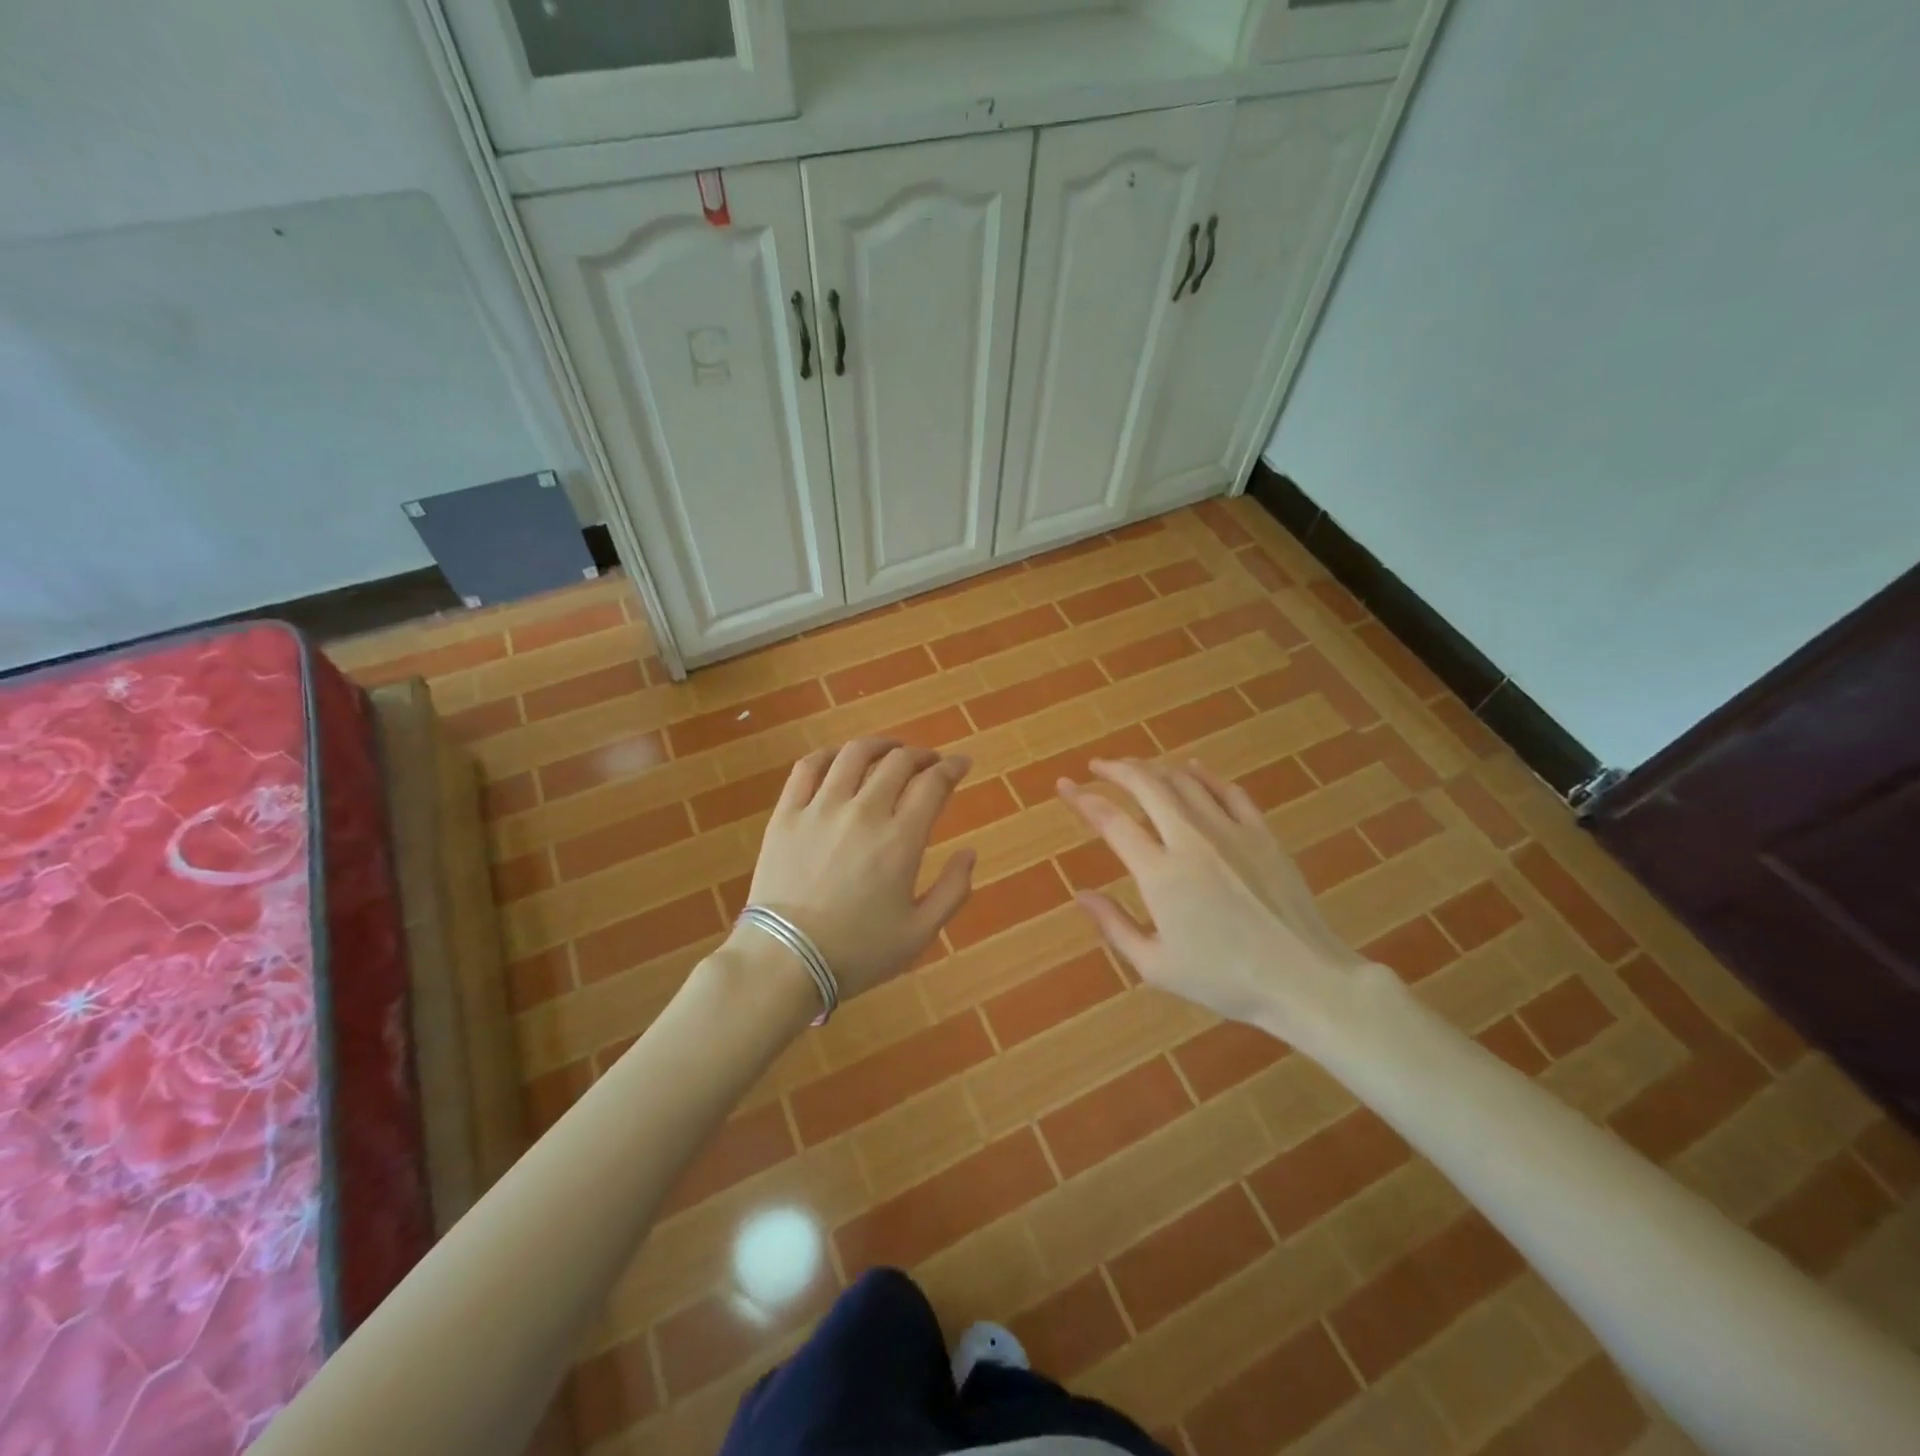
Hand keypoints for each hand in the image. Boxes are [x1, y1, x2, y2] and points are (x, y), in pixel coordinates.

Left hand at [741, 739, 975, 1000]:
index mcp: (900, 840)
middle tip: (930, 762)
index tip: (962, 763)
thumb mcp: (920, 933)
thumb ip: (953, 890)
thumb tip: (969, 852)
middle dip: (922, 756)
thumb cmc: (857, 952)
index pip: (933, 784)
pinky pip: (808, 768)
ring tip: (891, 749)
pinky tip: (840, 758)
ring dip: (880, 745)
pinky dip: (830, 755)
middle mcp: (863, 812)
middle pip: (898, 763)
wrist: (784, 962)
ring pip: (854, 755)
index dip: (953, 767)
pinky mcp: (786, 814)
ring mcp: (820, 809)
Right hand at [1057, 757, 1363, 1041]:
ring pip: (1184, 781)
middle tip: (1097, 767)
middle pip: (1146, 785)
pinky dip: (1203, 775)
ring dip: (1153, 768)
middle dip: (1116, 769)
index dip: (1082, 799)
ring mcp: (1230, 831)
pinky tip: (1191, 769)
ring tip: (1135, 768)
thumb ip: (1114, 926)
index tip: (1064, 787)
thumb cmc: (1224, 980)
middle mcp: (1191, 840)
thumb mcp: (1156, 965)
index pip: (1111, 821)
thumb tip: (1081, 895)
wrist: (1303, 978)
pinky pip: (1227, 790)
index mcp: (1160, 874)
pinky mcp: (1261, 833)